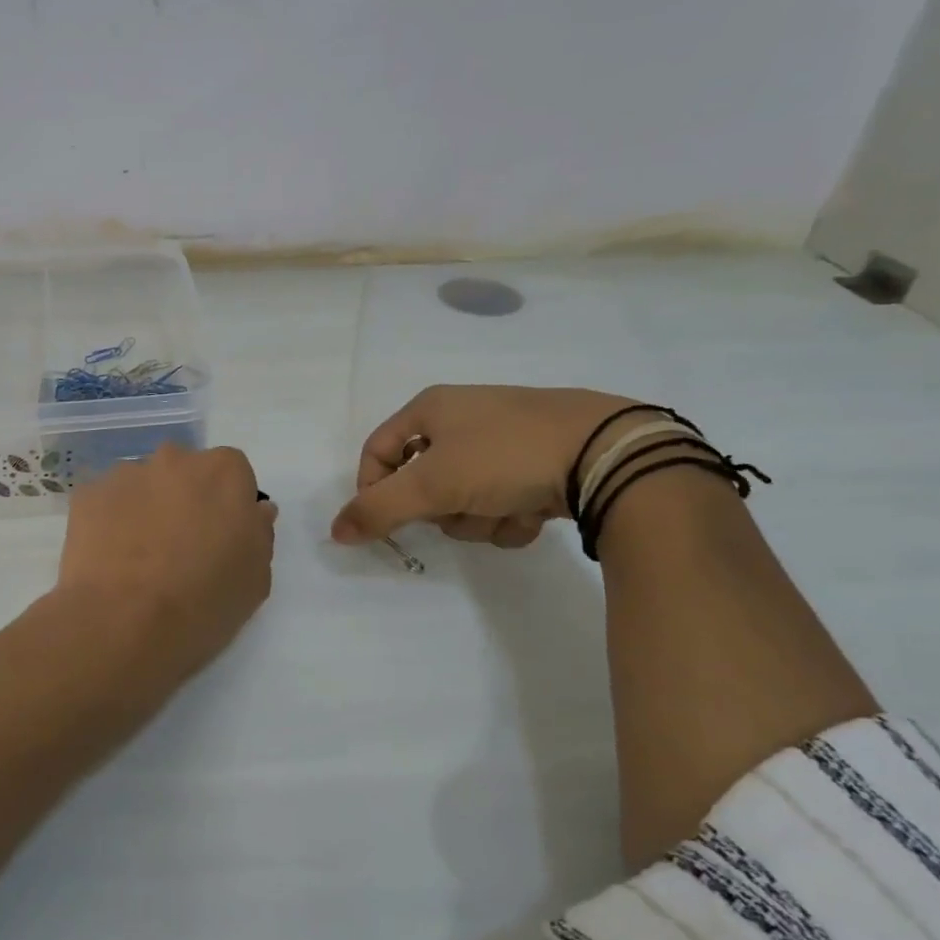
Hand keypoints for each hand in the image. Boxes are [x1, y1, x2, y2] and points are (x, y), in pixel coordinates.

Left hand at [58, 444, 278, 679]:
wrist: (123, 623)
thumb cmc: (203, 602)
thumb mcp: (255, 578)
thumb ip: (259, 532)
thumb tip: (253, 511)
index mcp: (223, 472)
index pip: (233, 474)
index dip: (228, 505)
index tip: (221, 538)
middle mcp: (174, 459)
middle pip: (185, 472)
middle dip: (185, 499)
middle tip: (180, 546)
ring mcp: (126, 473)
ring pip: (143, 484)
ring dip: (146, 508)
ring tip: (139, 558)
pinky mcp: (87, 494)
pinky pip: (106, 502)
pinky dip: (110, 521)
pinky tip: (110, 558)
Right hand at [331, 385, 637, 548]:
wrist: (604, 452)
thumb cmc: (504, 456)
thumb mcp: (432, 483)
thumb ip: (378, 509)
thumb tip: (335, 531)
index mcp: (431, 408)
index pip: (378, 450)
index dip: (374, 488)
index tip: (387, 522)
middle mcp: (464, 418)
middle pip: (423, 481)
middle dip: (441, 509)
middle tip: (459, 511)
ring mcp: (503, 440)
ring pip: (464, 498)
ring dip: (478, 519)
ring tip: (506, 513)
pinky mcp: (538, 462)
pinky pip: (502, 501)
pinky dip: (511, 517)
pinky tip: (534, 514)